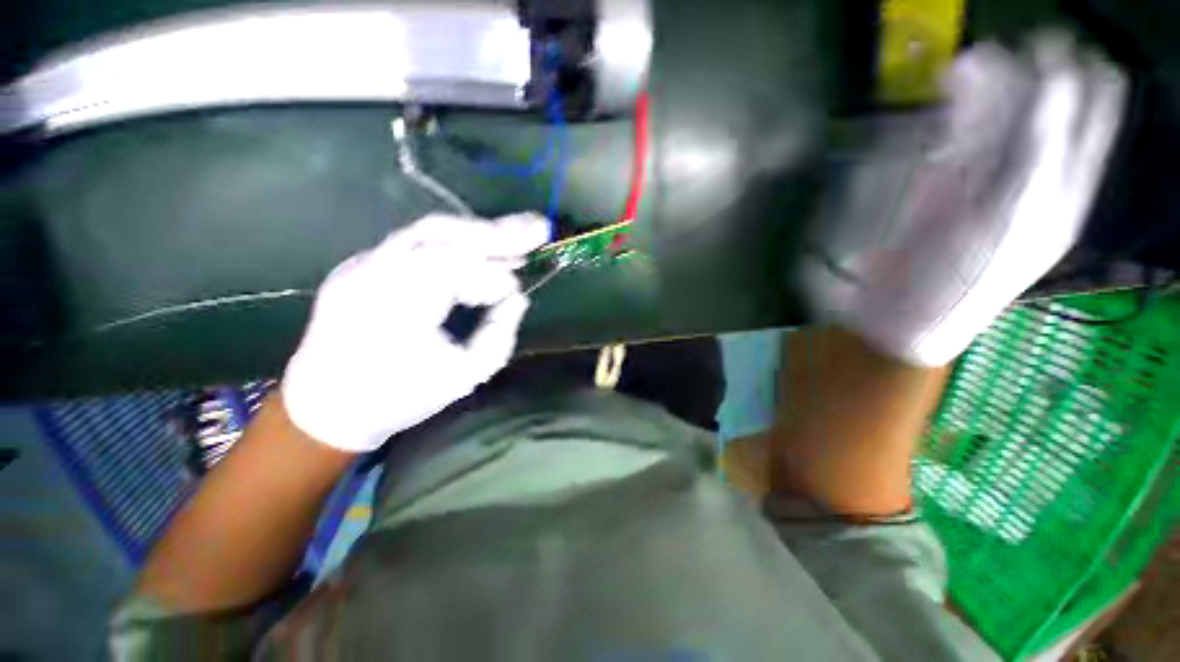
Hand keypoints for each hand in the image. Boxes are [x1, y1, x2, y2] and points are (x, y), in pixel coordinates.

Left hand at [282, 213, 549, 451]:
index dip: (496, 279)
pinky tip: (478, 253)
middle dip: (496, 232)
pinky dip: (455, 246)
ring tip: (516, 239)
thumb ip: (499, 334)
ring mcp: (363, 264)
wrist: (326, 408)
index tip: (519, 293)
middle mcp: (374, 272)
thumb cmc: (399, 398)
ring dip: (477, 234)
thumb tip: (517, 299)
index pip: (458, 269)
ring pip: (429, 232)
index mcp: (397, 304)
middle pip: (442, 232)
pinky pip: (417, 245)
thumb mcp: (464, 376)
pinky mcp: (363, 265)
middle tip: (537, 228)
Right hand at [803, 34, 1126, 365]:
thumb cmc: (967, 278)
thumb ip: (1043, 150)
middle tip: (1014, 48)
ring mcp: (986, 174)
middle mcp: (1033, 172)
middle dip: (1031, 72)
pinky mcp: (943, 182)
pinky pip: (960, 133)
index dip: (1080, 76)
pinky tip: (952, 82)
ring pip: (1001, 113)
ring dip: (991, 83)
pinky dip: (959, 106)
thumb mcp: (1020, 216)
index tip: (1054, 47)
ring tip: (972, 59)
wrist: (906, 312)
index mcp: (1065, 184)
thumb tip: (1059, 77)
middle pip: (1045, 105)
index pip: (1092, 113)